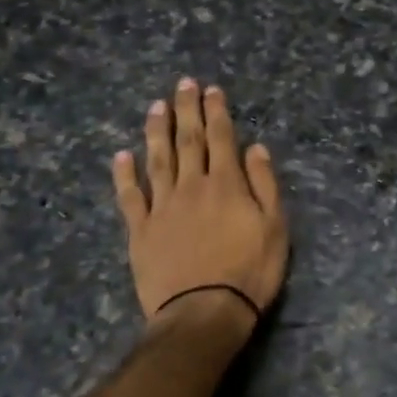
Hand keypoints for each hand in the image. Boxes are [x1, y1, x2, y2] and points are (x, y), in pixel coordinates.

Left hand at [111, 78, 287, 331]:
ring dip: (157, 131)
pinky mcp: (141, 231)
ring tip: (154, 107)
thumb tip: (255, 148)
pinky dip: (125, 175)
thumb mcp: (275, 228)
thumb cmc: (249, 272)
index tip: (212, 89)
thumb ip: (265, 185)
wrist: (203, 312)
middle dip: (186, 110)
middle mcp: (192, 186)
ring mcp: (162, 207)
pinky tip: (122, 156)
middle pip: (188, 140)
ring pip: (158, 160)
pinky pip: (130, 197)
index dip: (217, 112)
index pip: (221, 138)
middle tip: (183, 84)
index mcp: (226, 184)